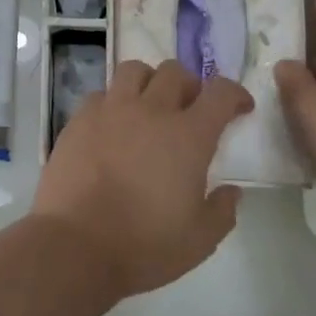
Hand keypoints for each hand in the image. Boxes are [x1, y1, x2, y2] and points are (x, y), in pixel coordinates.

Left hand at [32, 59, 253, 297]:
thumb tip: (231, 191)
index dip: (235, 94)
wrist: (76, 244)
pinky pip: (101, 94)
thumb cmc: (145, 245)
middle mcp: (150, 111)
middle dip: (190, 85)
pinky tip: (113, 125)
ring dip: (149, 81)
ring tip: (149, 106)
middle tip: (190, 109)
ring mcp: (110, 111)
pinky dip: (113, 101)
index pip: (220, 93)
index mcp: (188, 136)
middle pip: (175, 72)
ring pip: (134, 70)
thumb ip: (222, 210)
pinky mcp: (78, 119)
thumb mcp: (200, 239)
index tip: (239, 108)